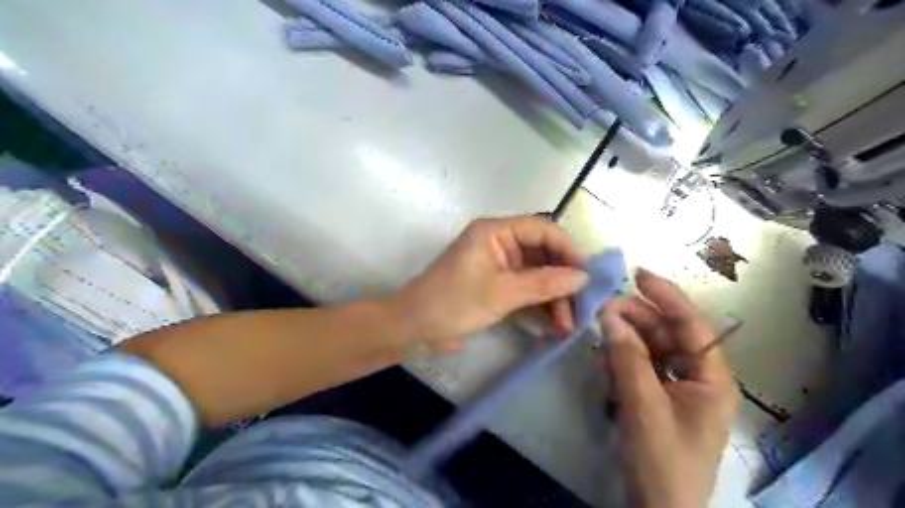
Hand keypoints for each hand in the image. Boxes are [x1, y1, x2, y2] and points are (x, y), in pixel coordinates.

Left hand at [397, 213, 587, 353]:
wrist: (414, 329)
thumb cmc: (453, 303)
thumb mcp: (501, 294)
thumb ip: (544, 284)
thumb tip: (583, 277)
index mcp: (495, 231)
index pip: (542, 229)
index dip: (568, 249)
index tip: (588, 275)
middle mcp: (499, 243)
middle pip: (542, 254)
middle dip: (562, 281)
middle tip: (581, 308)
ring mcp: (498, 266)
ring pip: (537, 275)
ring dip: (553, 298)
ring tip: (567, 326)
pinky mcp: (496, 285)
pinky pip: (526, 289)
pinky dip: (539, 305)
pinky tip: (553, 326)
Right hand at [598, 269, 737, 507]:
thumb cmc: (661, 461)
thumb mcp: (642, 406)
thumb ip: (626, 357)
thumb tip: (609, 313)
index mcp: (712, 379)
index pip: (693, 326)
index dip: (667, 297)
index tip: (638, 274)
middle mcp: (697, 378)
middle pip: (667, 335)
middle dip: (636, 320)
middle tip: (603, 310)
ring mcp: (676, 389)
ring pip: (650, 350)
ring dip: (625, 341)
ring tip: (600, 340)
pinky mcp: (656, 398)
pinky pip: (639, 367)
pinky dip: (621, 361)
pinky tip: (605, 363)